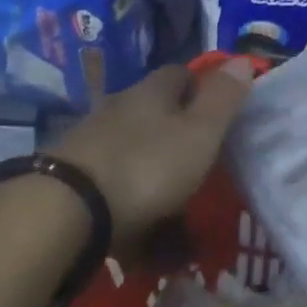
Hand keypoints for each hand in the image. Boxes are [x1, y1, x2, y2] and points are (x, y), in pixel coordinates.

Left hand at [52, 57, 255, 242]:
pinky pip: (114, 195)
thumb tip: (243, 58)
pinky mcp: (73, 184)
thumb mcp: (199, 133)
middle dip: (179, 140)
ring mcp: (93, 146)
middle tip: (204, 170)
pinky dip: (134, 216)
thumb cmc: (145, 166)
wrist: (63, 212)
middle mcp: (120, 110)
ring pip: (136, 158)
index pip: (181, 74)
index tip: (220, 112)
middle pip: (156, 116)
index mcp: (152, 92)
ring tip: (182, 227)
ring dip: (158, 184)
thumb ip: (223, 99)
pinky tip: (147, 248)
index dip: (202, 88)